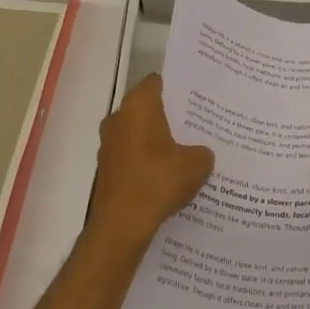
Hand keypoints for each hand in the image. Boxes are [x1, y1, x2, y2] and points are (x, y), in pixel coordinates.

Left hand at [88, 75, 213, 249]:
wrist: (121, 226)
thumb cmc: (158, 182)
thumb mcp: (196, 165)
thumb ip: (203, 152)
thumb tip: (200, 153)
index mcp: (138, 106)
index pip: (156, 82)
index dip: (176, 87)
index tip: (195, 96)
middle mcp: (118, 118)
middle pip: (146, 108)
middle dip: (167, 115)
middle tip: (195, 123)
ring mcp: (108, 144)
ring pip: (137, 133)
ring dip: (155, 140)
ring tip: (183, 151)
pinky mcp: (106, 169)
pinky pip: (131, 155)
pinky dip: (145, 161)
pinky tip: (165, 175)